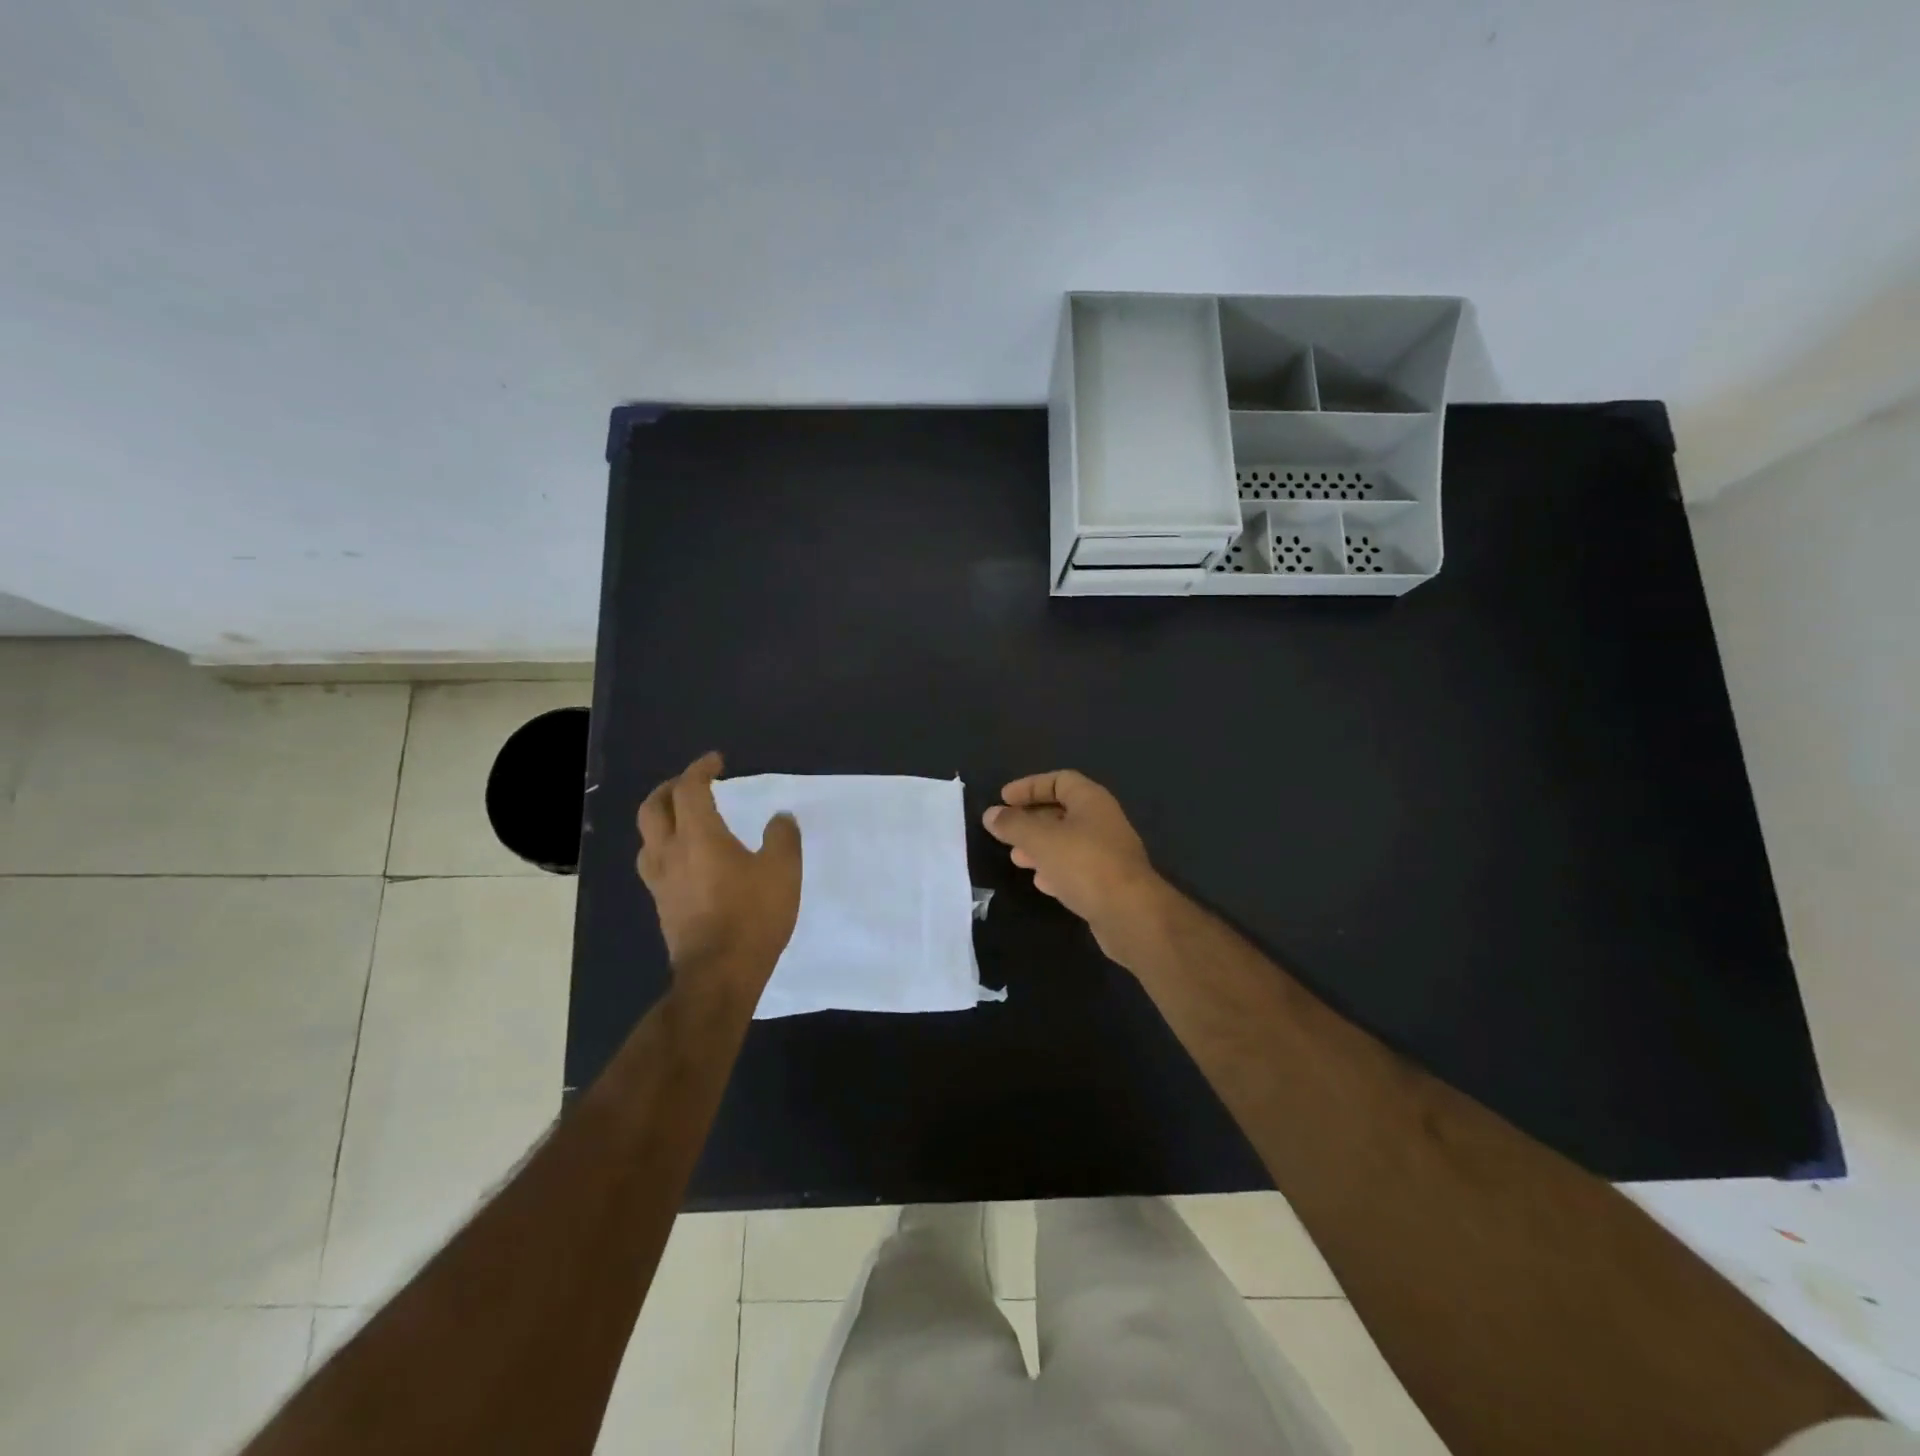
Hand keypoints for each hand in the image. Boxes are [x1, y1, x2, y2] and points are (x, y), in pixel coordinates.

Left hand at [637, 752, 801, 999]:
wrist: (719, 975)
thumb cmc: (752, 916)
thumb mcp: (783, 871)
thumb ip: (782, 838)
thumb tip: (779, 818)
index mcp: (699, 837)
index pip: (689, 790)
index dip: (700, 769)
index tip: (716, 761)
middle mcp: (670, 853)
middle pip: (653, 809)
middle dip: (669, 789)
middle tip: (690, 784)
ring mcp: (660, 882)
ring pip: (646, 838)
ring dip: (660, 819)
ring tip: (681, 820)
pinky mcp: (662, 906)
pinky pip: (654, 865)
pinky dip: (665, 849)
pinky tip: (686, 861)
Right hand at [982, 770, 1167, 962]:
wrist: (1130, 914)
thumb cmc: (1085, 864)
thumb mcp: (1041, 839)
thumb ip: (1013, 825)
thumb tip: (991, 814)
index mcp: (1091, 801)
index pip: (1059, 780)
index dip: (1030, 786)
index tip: (1004, 799)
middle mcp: (1102, 822)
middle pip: (1062, 812)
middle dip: (1031, 820)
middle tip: (1006, 832)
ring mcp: (1107, 854)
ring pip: (1067, 842)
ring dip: (1040, 847)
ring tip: (1016, 858)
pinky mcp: (1107, 883)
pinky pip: (1076, 868)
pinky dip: (1055, 870)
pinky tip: (1040, 882)